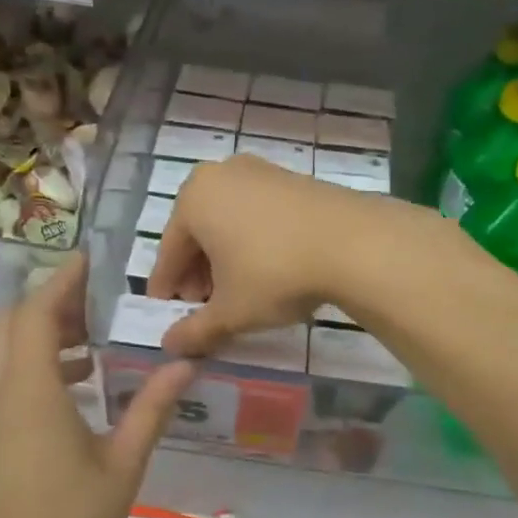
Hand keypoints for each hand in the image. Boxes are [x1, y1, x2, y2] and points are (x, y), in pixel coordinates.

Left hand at [0, 256, 194, 517]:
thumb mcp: (123, 464)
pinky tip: (77, 387)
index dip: (61, 280)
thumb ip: (153, 408)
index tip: (89, 259)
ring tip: (93, 340)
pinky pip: (4, 380)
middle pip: (13, 324)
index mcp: (30, 391)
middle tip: (96, 301)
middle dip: (50, 302)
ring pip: (5, 352)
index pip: (38, 313)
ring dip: (42, 335)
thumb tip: (184, 363)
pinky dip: (34, 365)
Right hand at [149, 155, 375, 356]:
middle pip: (198, 231)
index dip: (166, 284)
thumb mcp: (231, 311)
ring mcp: (259, 171)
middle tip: (202, 305)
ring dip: (224, 256)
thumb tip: (170, 346)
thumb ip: (195, 330)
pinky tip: (265, 267)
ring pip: (228, 221)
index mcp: (194, 198)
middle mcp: (221, 175)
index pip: (169, 250)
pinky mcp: (292, 178)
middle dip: (197, 270)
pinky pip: (256, 213)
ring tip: (235, 290)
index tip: (164, 308)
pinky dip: (251, 240)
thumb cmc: (275, 274)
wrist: (353, 243)